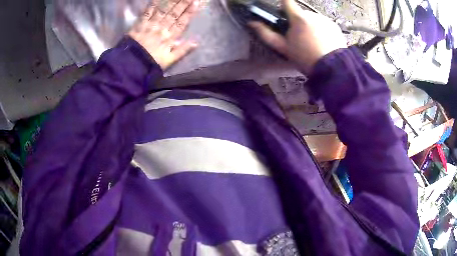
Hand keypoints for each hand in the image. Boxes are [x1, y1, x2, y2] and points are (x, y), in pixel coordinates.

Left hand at [129, 0, 199, 69]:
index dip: (189, 12)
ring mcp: (151, 25)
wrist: (132, 66)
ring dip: (172, 1)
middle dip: (183, 3)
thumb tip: (196, 43)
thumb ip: (183, 51)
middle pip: (174, 14)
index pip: (182, 22)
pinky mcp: (140, 24)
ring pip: (163, 11)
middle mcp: (162, 29)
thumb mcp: (169, 61)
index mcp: (170, 38)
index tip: (196, 2)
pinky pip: (147, 12)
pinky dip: (152, 4)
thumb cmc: (151, 64)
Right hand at [249, 0, 346, 73]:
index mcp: (298, 18)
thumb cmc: (305, 58)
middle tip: (299, 38)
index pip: (287, 1)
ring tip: (313, 42)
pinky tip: (323, 42)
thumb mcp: (283, 48)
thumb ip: (266, 34)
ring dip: (310, 26)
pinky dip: (321, 30)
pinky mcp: (335, 26)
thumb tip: (251, 23)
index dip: (283, 2)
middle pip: (300, 13)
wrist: (332, 68)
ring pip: (313, 19)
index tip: (282, 10)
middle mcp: (312, 14)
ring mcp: (325, 19)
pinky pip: (324, 24)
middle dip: (297, 21)